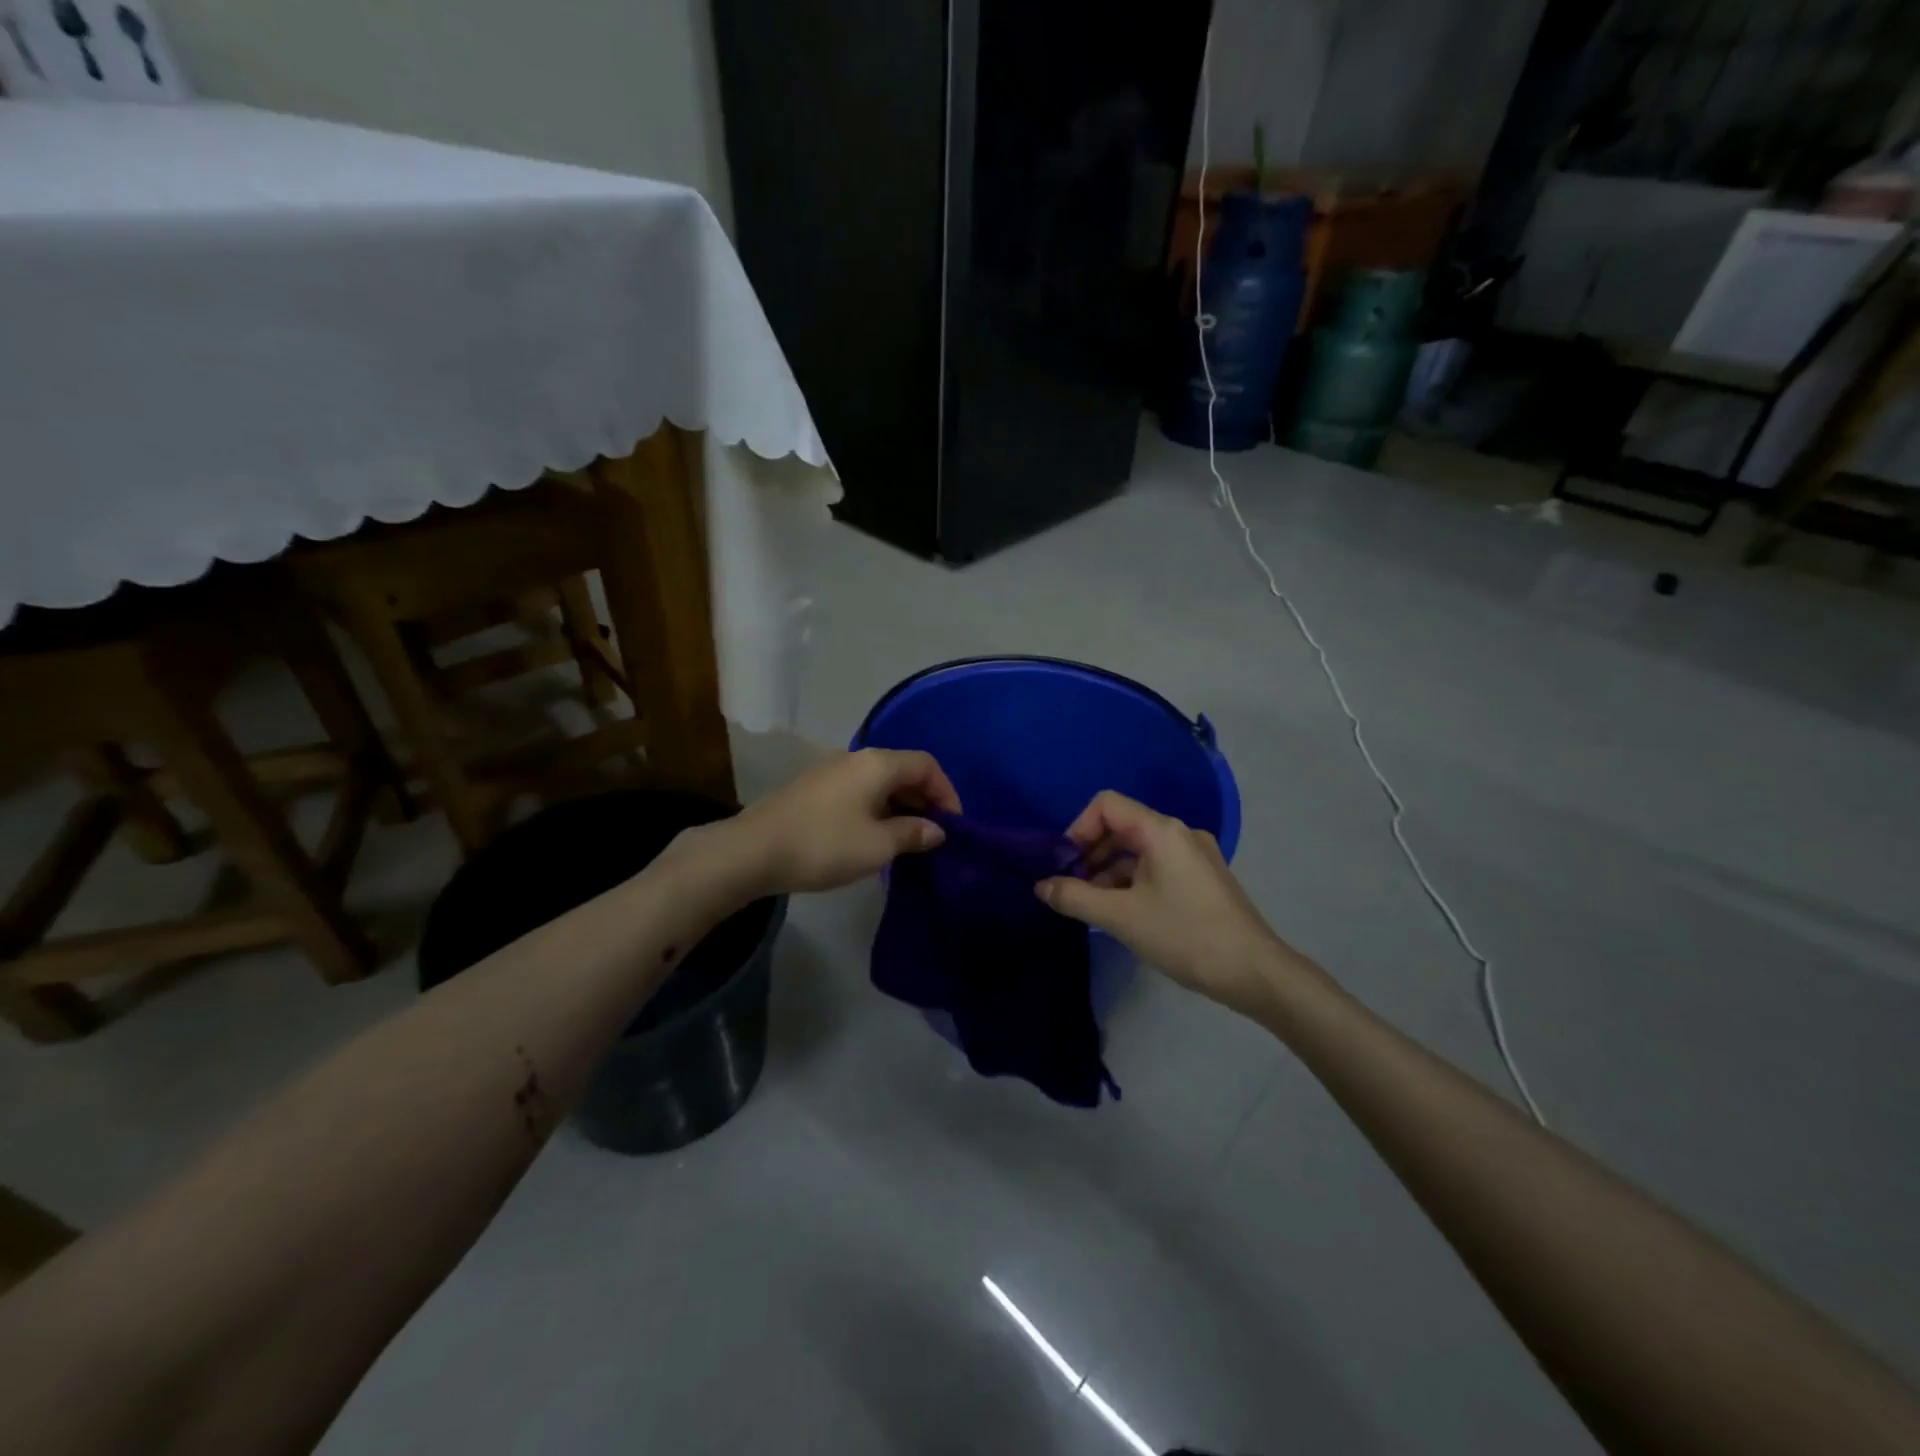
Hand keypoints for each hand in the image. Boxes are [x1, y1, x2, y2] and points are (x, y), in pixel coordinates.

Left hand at [731, 748, 961, 895]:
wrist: (752, 851)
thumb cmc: (824, 844)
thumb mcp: (877, 845)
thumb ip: (912, 833)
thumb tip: (936, 830)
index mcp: (877, 763)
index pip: (926, 765)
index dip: (947, 792)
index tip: (954, 826)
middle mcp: (856, 758)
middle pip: (903, 770)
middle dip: (925, 800)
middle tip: (934, 835)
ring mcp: (832, 771)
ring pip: (880, 782)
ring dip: (900, 806)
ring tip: (907, 840)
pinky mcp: (814, 789)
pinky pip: (859, 791)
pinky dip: (877, 809)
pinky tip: (874, 837)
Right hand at [1037, 791, 1296, 1014]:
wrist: (1254, 972)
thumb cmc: (1185, 936)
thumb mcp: (1121, 918)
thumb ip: (1075, 897)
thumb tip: (1041, 886)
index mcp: (1161, 831)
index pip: (1106, 805)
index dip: (1078, 828)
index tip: (1065, 865)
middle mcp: (1179, 833)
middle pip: (1122, 826)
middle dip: (1090, 853)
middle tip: (1072, 888)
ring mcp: (1195, 855)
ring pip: (1138, 850)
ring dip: (1109, 871)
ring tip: (1093, 907)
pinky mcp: (1203, 878)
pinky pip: (1157, 867)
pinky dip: (1132, 882)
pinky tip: (1122, 914)